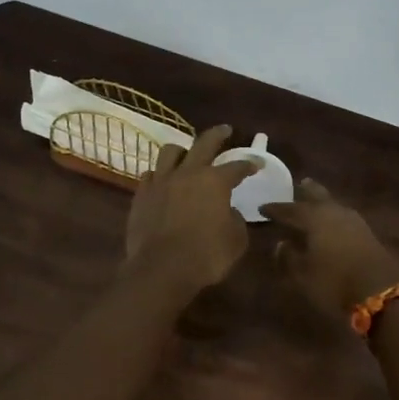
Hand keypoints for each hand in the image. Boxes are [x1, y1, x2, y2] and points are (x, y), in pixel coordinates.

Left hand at [125, 124, 257, 293]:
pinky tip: (162, 182)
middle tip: (225, 130)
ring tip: (186, 155)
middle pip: (204, 143)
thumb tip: (229, 212)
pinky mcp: (141, 195)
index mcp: (215, 181)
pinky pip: (150, 175)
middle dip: (217, 135)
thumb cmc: (206, 255)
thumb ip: (236, 220)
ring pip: (170, 152)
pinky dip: (159, 175)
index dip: (249, 164)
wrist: (161, 269)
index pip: (237, 166)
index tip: (257, 164)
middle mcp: (188, 173)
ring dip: (182, 151)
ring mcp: (161, 182)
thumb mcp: (236, 240)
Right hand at [260, 179, 398, 318]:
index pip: (290, 210)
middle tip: (298, 184)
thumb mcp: (303, 275)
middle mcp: (334, 213)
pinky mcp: (366, 232)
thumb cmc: (334, 283)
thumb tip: (281, 243)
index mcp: (314, 218)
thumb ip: (288, 257)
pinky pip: (343, 216)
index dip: (275, 209)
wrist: (381, 291)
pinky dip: (333, 214)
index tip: (262, 207)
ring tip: (314, 200)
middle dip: (306, 192)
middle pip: (318, 196)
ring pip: (333, 204)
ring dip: (322, 201)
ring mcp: (353, 221)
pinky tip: (332, 221)